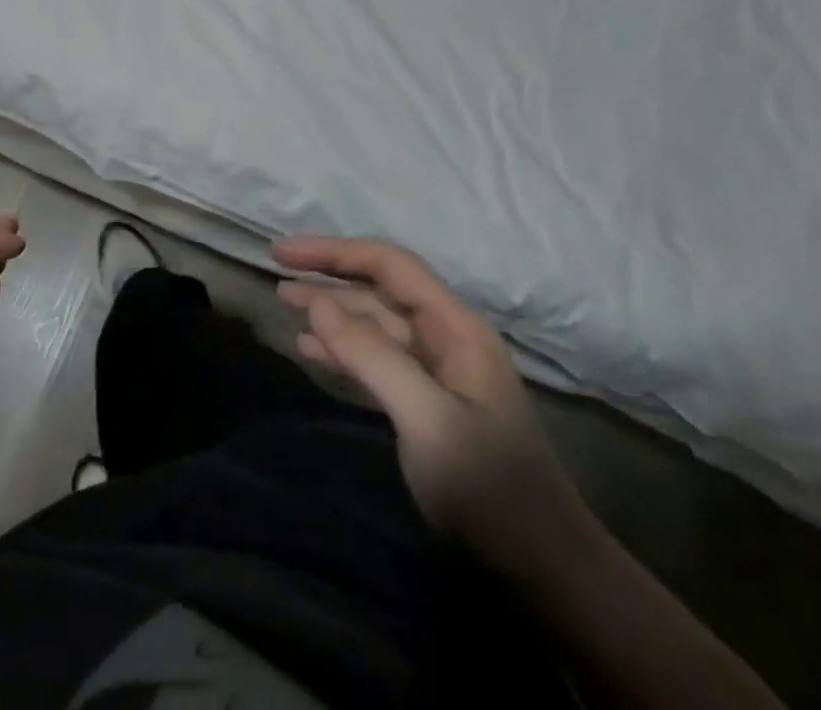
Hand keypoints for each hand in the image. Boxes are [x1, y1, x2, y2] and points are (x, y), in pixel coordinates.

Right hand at [273, 237, 584, 578]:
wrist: (543, 567)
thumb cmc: (488, 488)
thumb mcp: (426, 418)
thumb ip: (372, 355)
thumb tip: (319, 303)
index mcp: (455, 326)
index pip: (390, 266)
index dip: (336, 252)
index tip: (286, 254)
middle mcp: (446, 337)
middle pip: (380, 290)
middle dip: (329, 277)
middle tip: (276, 273)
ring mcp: (438, 371)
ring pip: (375, 325)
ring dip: (331, 312)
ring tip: (285, 302)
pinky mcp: (427, 403)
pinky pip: (377, 360)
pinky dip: (342, 350)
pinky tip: (312, 349)